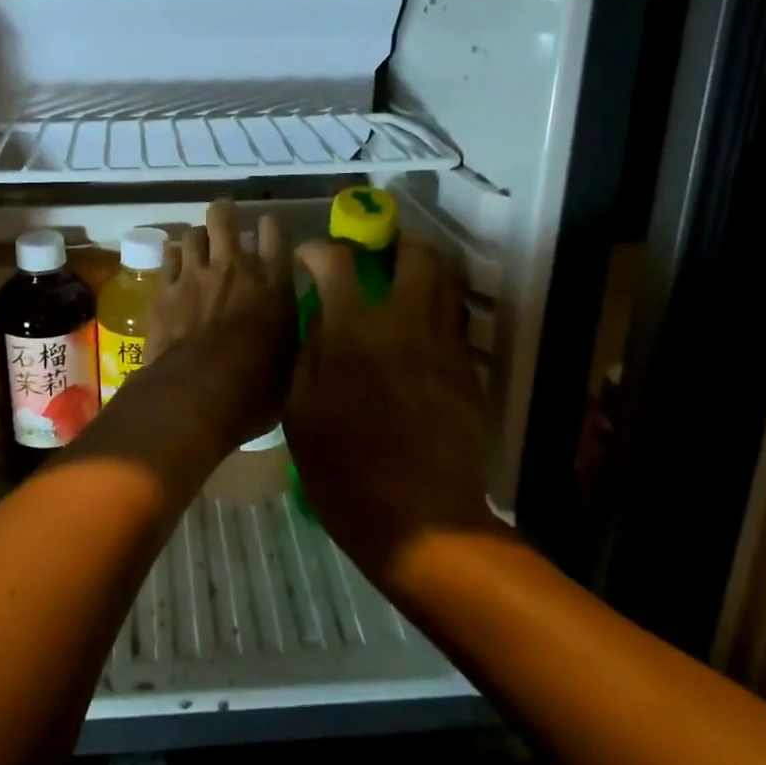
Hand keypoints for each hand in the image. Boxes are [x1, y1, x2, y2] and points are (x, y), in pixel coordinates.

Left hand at [142, 200, 295, 449]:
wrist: (198, 392)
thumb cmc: (254, 388)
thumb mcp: (290, 361)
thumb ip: (289, 333)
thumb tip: (288, 326)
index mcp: (273, 284)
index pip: (275, 233)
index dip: (270, 225)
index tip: (267, 227)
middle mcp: (234, 268)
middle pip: (224, 219)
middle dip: (224, 213)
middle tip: (224, 218)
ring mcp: (195, 274)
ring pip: (191, 234)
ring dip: (196, 237)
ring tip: (198, 245)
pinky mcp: (165, 289)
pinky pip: (168, 257)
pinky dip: (174, 257)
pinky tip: (176, 265)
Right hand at [284, 237, 500, 591]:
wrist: (420, 522)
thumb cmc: (344, 472)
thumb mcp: (300, 413)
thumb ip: (308, 354)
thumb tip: (319, 317)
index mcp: (353, 334)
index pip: (338, 264)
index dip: (319, 251)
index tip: (309, 257)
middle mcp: (404, 326)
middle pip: (415, 256)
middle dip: (394, 242)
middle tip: (376, 253)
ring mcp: (442, 347)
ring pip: (447, 282)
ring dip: (423, 269)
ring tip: (403, 279)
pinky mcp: (466, 372)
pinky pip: (455, 321)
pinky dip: (437, 308)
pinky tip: (418, 328)